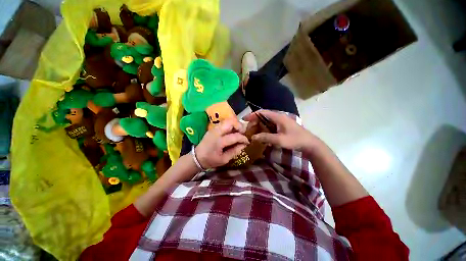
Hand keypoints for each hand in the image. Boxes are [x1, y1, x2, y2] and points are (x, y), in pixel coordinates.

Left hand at [195, 119, 248, 168]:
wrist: (197, 157)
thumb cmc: (210, 160)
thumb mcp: (224, 160)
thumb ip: (235, 151)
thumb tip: (244, 145)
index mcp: (219, 141)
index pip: (235, 136)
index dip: (243, 138)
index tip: (247, 142)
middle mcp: (216, 132)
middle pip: (230, 122)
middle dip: (239, 126)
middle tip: (242, 133)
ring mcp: (214, 128)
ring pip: (227, 120)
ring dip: (235, 124)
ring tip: (238, 132)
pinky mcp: (213, 128)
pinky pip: (224, 123)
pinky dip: (230, 125)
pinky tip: (231, 132)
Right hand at [243, 110, 319, 150]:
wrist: (310, 144)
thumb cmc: (295, 140)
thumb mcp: (280, 140)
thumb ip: (266, 138)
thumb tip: (253, 137)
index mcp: (278, 117)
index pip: (262, 112)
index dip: (252, 115)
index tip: (244, 119)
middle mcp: (279, 117)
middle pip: (263, 116)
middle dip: (254, 121)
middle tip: (248, 129)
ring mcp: (281, 121)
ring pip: (266, 120)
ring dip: (259, 125)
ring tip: (252, 131)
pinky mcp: (282, 126)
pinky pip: (270, 125)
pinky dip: (264, 128)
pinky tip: (261, 134)